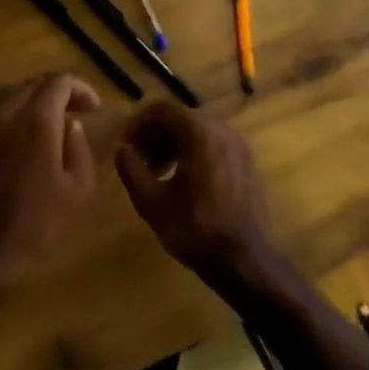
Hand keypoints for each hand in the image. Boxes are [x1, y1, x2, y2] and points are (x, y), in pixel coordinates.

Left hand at [0, 74, 100, 292]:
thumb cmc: (38, 220)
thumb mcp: (78, 187)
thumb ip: (79, 147)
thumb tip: (71, 125)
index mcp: (37, 120)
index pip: (59, 82)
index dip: (80, 89)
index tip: (93, 108)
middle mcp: (7, 113)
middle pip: (34, 84)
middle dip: (58, 92)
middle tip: (76, 111)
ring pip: (11, 94)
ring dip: (34, 99)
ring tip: (51, 120)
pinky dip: (13, 112)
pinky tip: (23, 132)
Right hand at [114, 103, 278, 282]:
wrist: (244, 259)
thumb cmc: (194, 228)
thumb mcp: (151, 201)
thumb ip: (131, 168)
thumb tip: (121, 149)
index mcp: (199, 133)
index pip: (161, 110)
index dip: (137, 124)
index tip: (124, 145)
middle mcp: (223, 130)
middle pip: (180, 118)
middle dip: (154, 135)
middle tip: (137, 160)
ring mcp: (239, 146)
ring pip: (197, 132)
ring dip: (172, 145)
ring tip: (155, 173)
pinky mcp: (247, 163)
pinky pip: (213, 145)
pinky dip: (192, 153)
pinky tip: (181, 182)